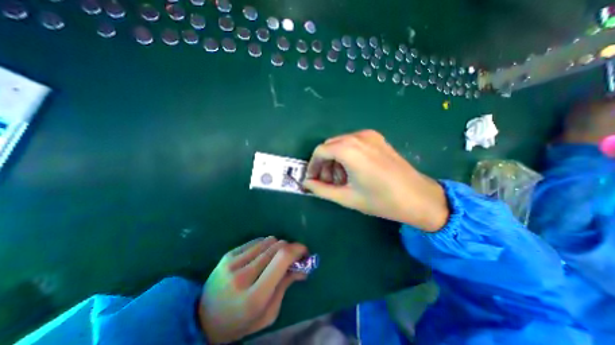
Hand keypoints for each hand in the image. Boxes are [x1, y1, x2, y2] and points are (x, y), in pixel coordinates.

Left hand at [201, 236, 310, 343]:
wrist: (203, 318)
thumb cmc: (240, 321)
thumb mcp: (268, 313)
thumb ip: (285, 286)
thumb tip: (302, 267)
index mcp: (254, 296)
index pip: (281, 259)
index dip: (297, 250)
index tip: (304, 251)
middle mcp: (243, 275)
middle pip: (276, 246)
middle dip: (290, 248)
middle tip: (293, 256)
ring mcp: (233, 262)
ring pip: (268, 240)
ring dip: (278, 246)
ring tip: (276, 257)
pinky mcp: (228, 254)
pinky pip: (256, 240)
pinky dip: (265, 245)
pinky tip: (263, 255)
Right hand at [302, 129, 447, 231]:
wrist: (419, 197)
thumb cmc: (381, 200)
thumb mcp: (347, 197)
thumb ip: (322, 189)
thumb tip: (306, 184)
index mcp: (349, 150)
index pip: (320, 151)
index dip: (313, 166)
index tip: (312, 179)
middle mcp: (358, 137)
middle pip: (330, 146)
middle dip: (324, 163)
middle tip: (326, 182)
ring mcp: (370, 136)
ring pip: (340, 144)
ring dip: (335, 160)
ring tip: (340, 179)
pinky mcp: (377, 139)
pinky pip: (353, 143)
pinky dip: (346, 155)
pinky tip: (352, 171)